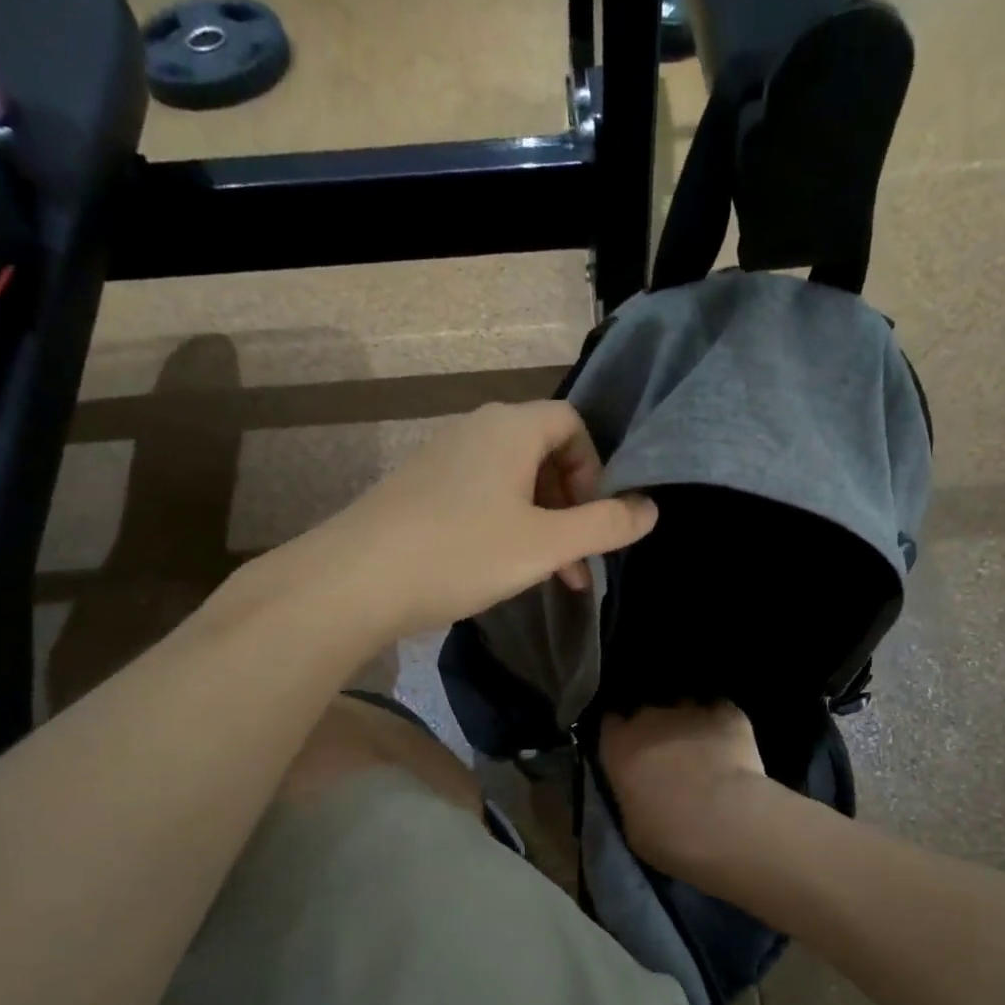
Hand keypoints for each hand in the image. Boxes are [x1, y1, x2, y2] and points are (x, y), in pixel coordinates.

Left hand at [310, 401, 657, 637]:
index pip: (573, 424)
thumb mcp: (545, 545)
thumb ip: (605, 526)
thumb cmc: (461, 553)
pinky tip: (497, 569)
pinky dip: (503, 526)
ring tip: (547, 576)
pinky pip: (478, 496)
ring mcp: (441, 458)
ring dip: (540, 524)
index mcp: (511, 427)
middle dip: (571, 506)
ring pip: (510, 481)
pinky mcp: (417, 489)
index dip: (596, 469)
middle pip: (543, 453)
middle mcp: (475, 429)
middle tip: (577, 561)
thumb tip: (651, 509)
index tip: (595, 520)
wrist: (353, 581)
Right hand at [599, 703, 772, 884]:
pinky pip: (720, 709)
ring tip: (701, 746)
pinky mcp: (727, 713)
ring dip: (688, 722)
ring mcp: (690, 710)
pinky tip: (730, 741)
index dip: (620, 734)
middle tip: (668, 754)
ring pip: (684, 705)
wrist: (724, 822)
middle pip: (647, 711)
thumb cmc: (668, 835)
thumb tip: (639, 790)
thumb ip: (631, 795)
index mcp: (619, 745)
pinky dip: (722, 723)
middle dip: (655, 728)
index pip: (610, 723)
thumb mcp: (632, 824)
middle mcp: (649, 718)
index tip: (628, 748)